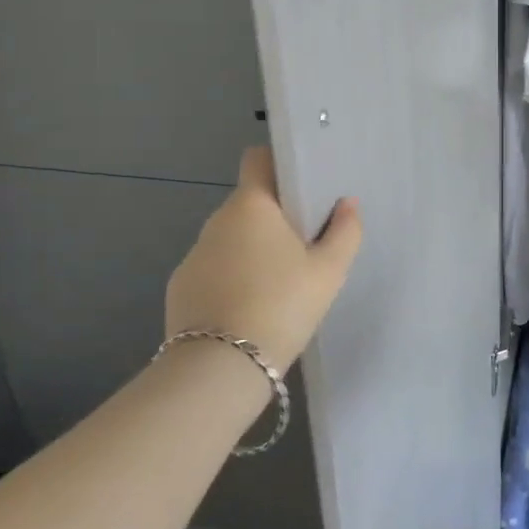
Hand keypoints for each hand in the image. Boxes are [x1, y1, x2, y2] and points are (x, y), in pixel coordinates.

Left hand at [165, 146, 361, 373]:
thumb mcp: (328, 272)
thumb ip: (345, 232)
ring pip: (232, 238)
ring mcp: (194, 255)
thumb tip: (347, 204)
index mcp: (251, 205)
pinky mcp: (180, 288)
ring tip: (280, 283)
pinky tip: (251, 308)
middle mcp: (217, 221)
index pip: (257, 159)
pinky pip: (214, 269)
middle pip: (250, 203)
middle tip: (305, 244)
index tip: (302, 184)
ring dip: (253, 249)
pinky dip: (233, 277)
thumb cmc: (281, 305)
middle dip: (275, 216)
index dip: (279, 163)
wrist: (220, 368)